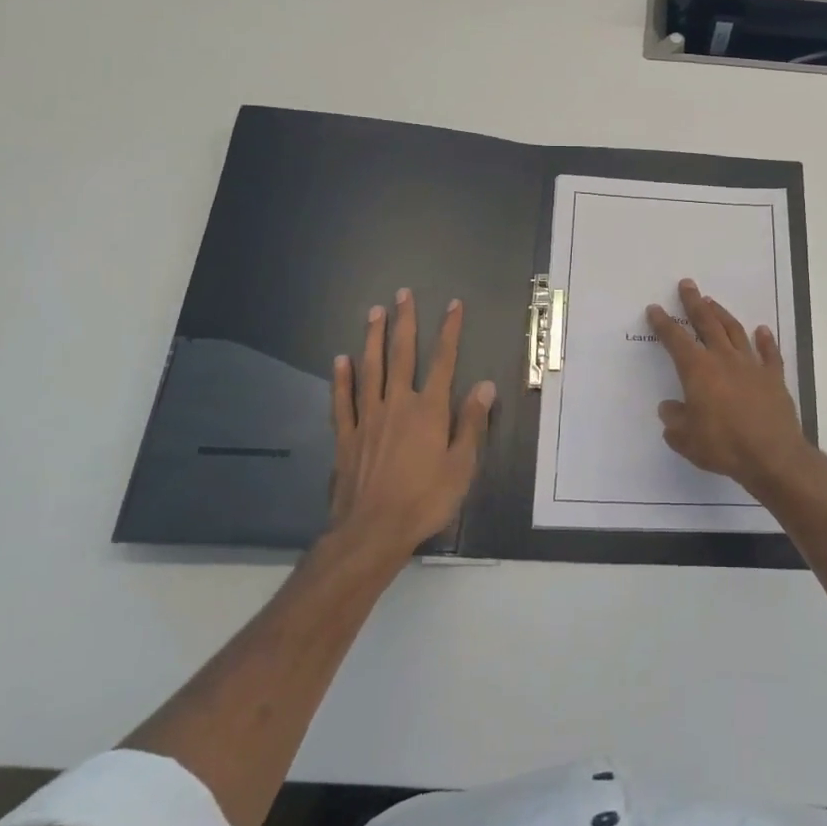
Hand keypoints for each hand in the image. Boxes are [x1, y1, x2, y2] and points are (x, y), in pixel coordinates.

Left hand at [328, 289, 494, 568]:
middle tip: (402, 294)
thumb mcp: (462, 465)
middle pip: (402, 355)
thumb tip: (485, 385)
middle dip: (404, 323)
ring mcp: (368, 418)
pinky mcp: (347, 437)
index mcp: (430, 410)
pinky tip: (341, 359)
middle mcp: (398, 405)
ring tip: (374, 312)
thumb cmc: (425, 499)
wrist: (372, 531)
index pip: (444, 361)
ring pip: (371, 369)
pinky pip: (344, 401)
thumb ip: (471, 423)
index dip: (450, 331)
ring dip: (373, 339)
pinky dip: (342, 378)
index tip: (453, 305)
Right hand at [646, 278, 815, 497]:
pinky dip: (766, 340)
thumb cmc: (723, 446)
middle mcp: (724, 360)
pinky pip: (770, 353)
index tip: (655, 308)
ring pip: (735, 332)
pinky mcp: (774, 378)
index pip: (676, 340)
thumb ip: (674, 421)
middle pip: (707, 324)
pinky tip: (762, 330)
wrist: (772, 455)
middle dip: (695, 303)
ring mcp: (752, 366)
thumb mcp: (686, 439)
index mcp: (698, 371)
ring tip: (713, 302)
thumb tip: (669, 407)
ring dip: (723, 315)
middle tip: (688, 284)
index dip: (664, 324)